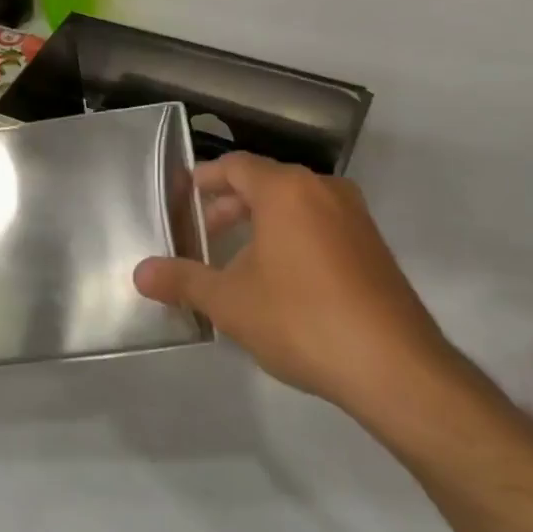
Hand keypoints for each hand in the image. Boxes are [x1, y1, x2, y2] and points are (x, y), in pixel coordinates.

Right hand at [135, 154, 457, 413]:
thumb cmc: (301, 319)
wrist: (394, 365)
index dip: (207, 178)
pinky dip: (294, 237)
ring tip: (239, 259)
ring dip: (263, 223)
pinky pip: (322, 225)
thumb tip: (139, 274)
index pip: (237, 166)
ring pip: (297, 205)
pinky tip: (283, 278)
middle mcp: (324, 190)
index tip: (186, 195)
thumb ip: (183, 281)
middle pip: (267, 183)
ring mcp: (355, 217)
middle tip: (205, 234)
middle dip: (232, 205)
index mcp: (286, 190)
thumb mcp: (231, 303)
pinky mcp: (374, 246)